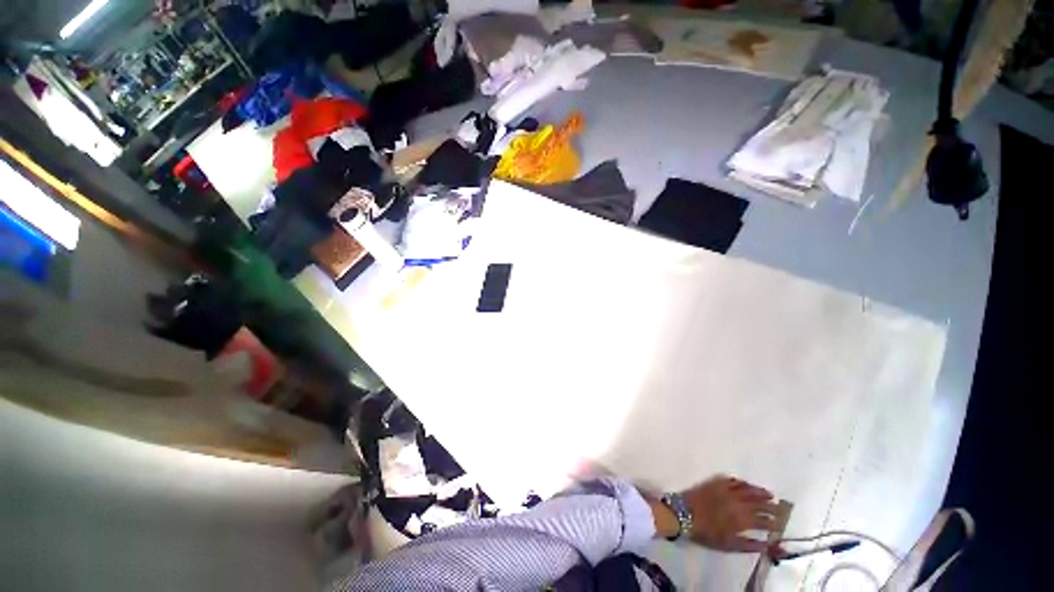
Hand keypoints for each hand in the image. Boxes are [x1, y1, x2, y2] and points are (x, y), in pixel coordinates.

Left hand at [681, 476, 779, 552]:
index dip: (773, 523)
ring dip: (760, 491)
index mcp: (742, 519)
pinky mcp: (716, 482)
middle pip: (759, 503)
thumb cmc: (706, 532)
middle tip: (779, 508)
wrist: (684, 513)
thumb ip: (749, 545)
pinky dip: (742, 482)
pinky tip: (746, 483)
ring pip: (748, 489)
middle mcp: (738, 503)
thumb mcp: (729, 545)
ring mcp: (727, 490)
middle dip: (771, 506)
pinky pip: (732, 480)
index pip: (764, 521)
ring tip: (769, 494)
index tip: (780, 524)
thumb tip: (766, 546)